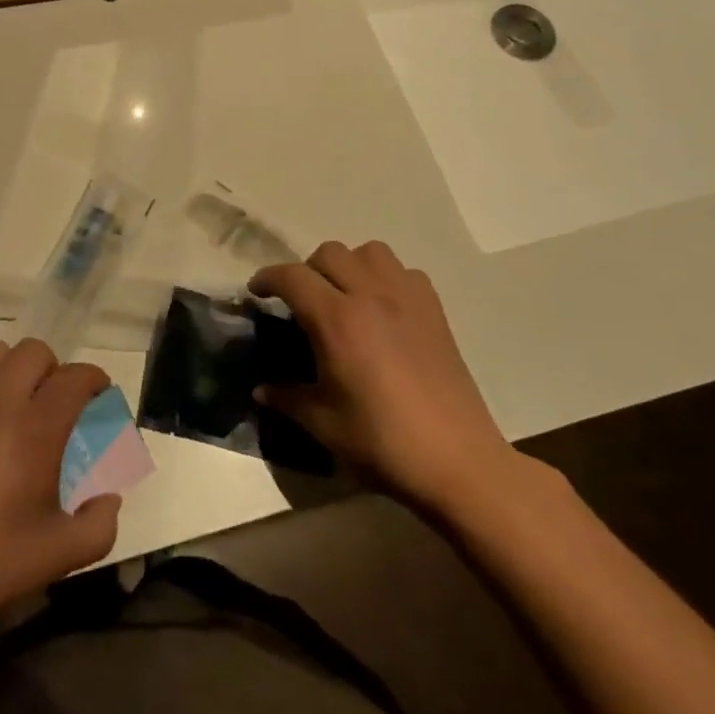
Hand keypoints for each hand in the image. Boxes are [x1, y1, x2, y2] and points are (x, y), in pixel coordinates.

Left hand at [0, 339, 121, 616]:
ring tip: (13, 404)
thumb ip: (100, 523)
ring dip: (13, 370)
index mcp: (36, 428)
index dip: (95, 381)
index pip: (76, 377)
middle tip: (54, 405)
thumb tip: (109, 497)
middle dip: (54, 371)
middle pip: (35, 352)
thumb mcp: (59, 555)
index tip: (99, 397)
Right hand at [251, 241, 519, 513]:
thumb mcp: (322, 423)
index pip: (292, 277)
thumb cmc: (382, 442)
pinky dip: (386, 278)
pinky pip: (404, 271)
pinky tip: (383, 309)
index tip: (256, 292)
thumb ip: (286, 397)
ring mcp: (407, 300)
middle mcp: (371, 296)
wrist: (458, 462)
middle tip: (301, 301)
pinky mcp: (435, 311)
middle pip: (330, 253)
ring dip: (349, 264)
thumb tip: (260, 389)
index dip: (267, 278)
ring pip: (370, 251)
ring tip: (343, 295)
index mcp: (337, 320)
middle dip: (307, 270)